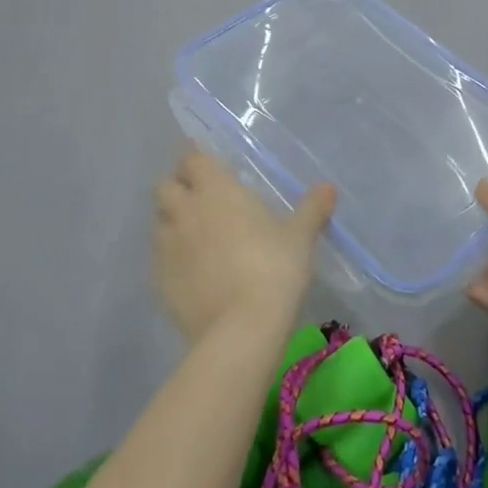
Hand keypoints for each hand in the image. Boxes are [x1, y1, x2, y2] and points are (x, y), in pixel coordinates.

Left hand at [154, 150, 335, 342]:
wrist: (241, 329)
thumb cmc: (274, 269)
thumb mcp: (300, 237)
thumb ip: (312, 209)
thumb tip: (328, 187)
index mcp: (217, 190)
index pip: (193, 159)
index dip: (196, 158)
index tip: (206, 163)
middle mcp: (185, 210)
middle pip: (165, 186)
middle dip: (177, 186)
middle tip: (198, 196)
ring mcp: (167, 245)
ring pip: (159, 221)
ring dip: (171, 220)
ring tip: (193, 232)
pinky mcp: (159, 279)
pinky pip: (159, 256)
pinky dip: (171, 255)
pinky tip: (190, 269)